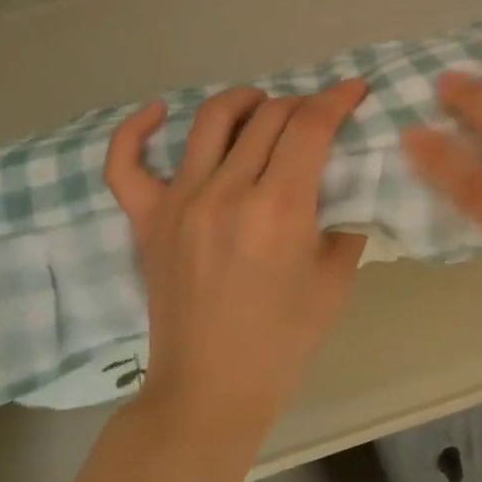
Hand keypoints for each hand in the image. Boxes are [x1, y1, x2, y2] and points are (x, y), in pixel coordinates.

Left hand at [103, 80, 369, 437]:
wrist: (210, 391)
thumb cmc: (284, 341)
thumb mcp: (336, 278)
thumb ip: (345, 218)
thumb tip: (343, 179)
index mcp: (279, 208)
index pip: (311, 125)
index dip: (338, 97)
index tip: (355, 89)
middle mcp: (226, 192)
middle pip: (269, 115)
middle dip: (303, 103)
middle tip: (319, 116)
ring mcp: (179, 202)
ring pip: (212, 120)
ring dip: (246, 101)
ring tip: (263, 107)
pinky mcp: (146, 219)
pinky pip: (126, 162)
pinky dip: (138, 128)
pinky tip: (158, 111)